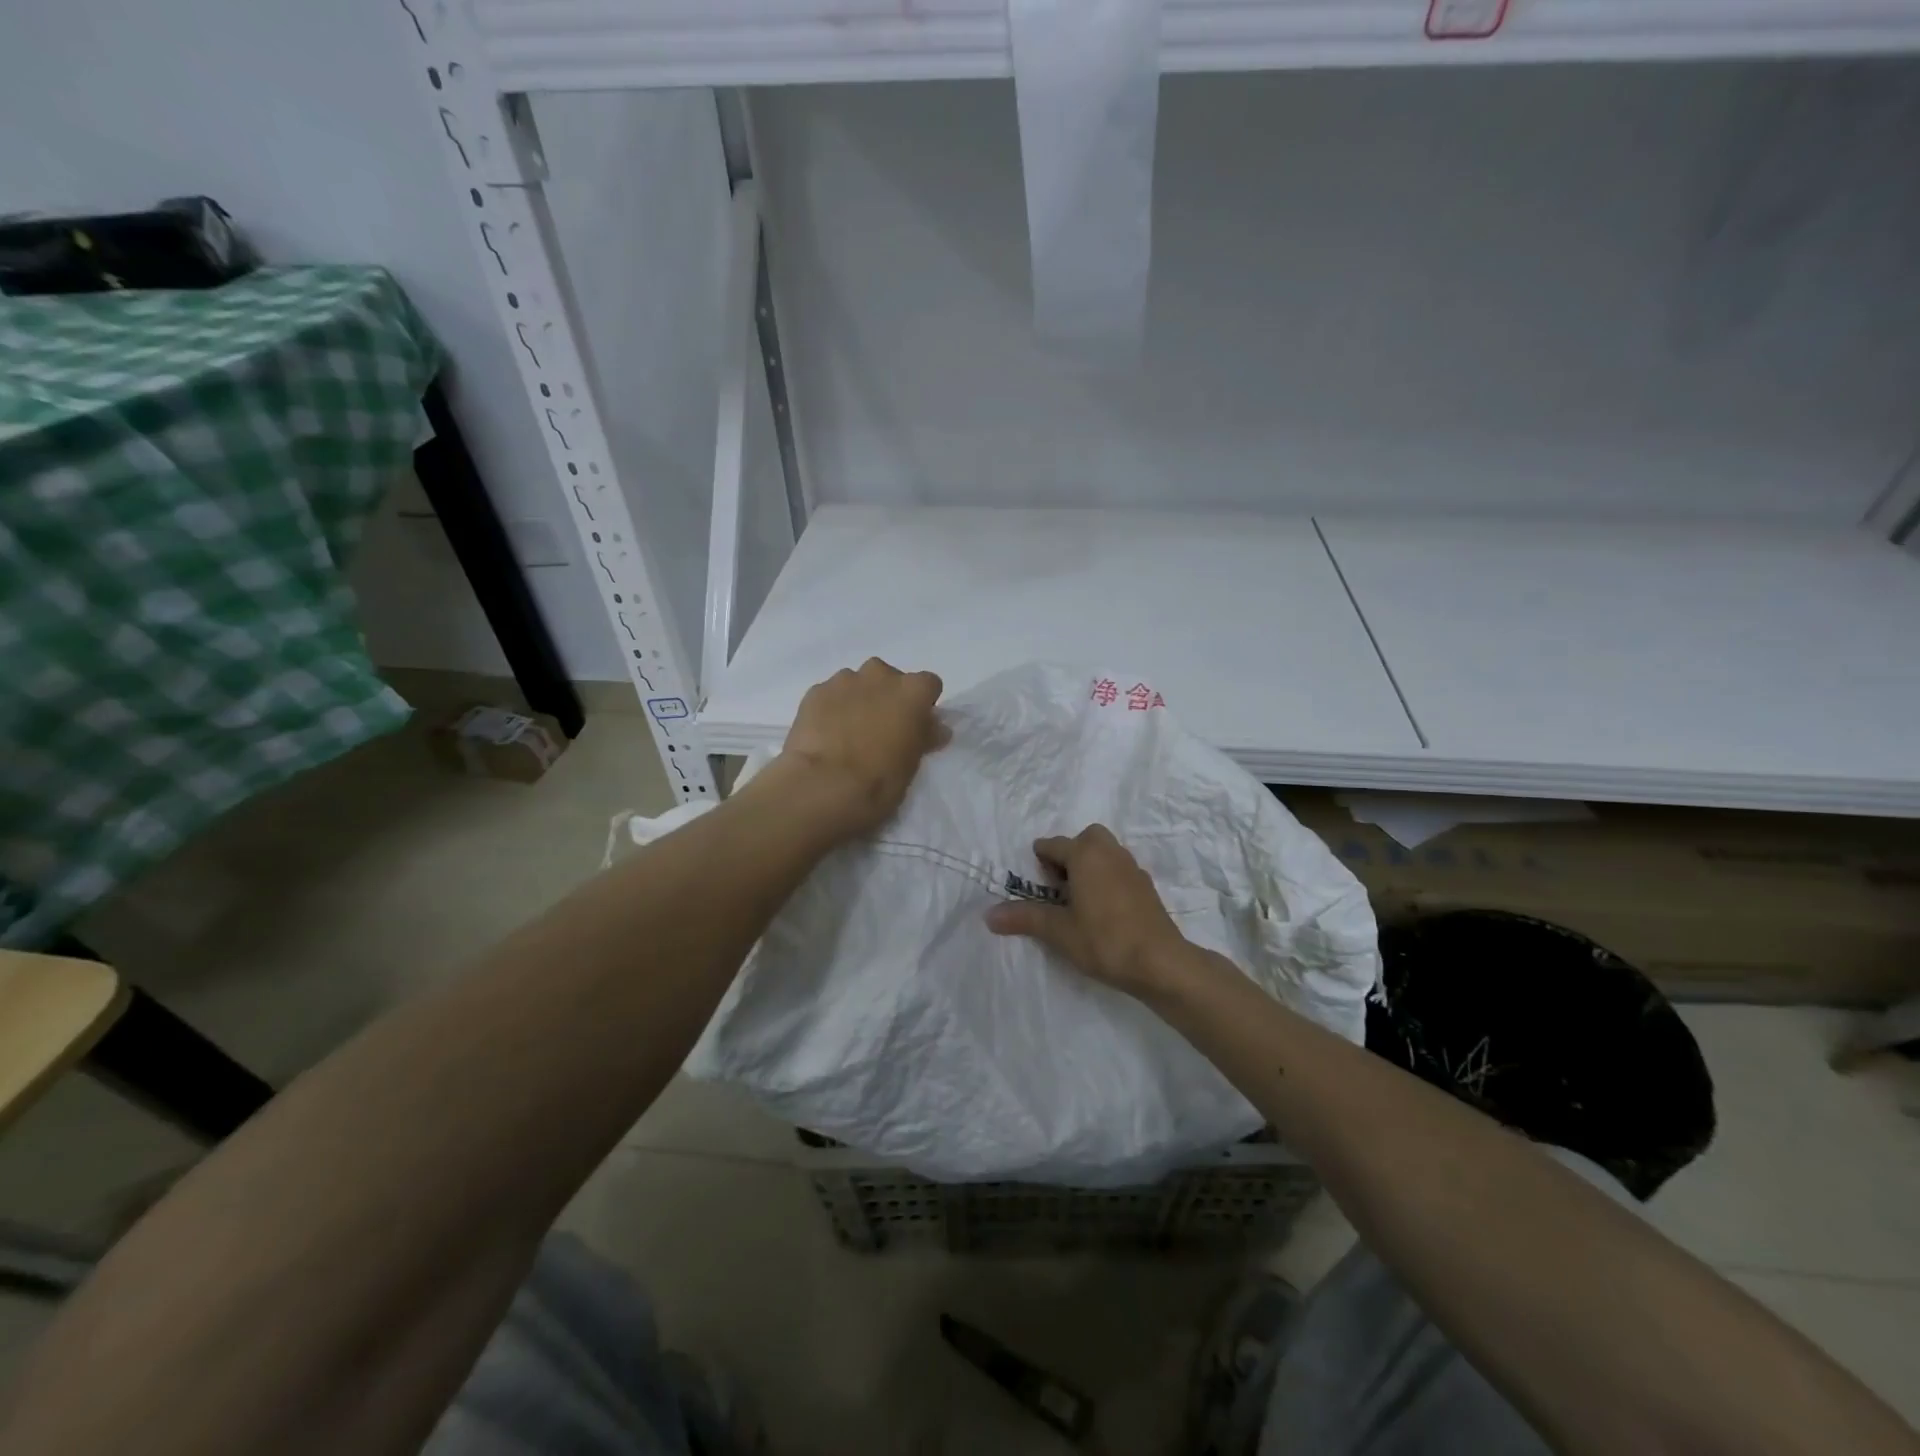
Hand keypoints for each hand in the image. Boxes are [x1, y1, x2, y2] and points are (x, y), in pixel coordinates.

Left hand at [776, 658, 947, 839]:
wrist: (822, 786)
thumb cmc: (878, 780)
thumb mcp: (912, 764)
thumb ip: (924, 737)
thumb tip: (936, 728)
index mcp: (912, 691)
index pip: (928, 685)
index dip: (922, 705)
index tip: (915, 726)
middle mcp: (880, 675)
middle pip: (890, 678)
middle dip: (887, 697)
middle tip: (880, 729)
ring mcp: (844, 680)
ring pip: (857, 683)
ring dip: (858, 700)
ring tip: (848, 733)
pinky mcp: (815, 692)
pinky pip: (830, 695)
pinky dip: (831, 708)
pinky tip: (826, 735)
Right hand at [985, 825, 1189, 997]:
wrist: (1161, 963)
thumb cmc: (1104, 940)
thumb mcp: (1058, 931)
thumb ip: (1025, 918)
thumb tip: (989, 915)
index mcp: (1085, 854)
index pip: (1053, 845)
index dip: (1040, 863)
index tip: (1035, 885)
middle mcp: (1110, 852)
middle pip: (1084, 840)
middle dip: (1069, 856)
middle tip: (1059, 887)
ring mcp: (1132, 868)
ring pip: (1104, 853)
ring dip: (1089, 867)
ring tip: (1078, 901)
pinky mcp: (1146, 887)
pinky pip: (1119, 870)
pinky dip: (1107, 880)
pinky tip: (1102, 911)